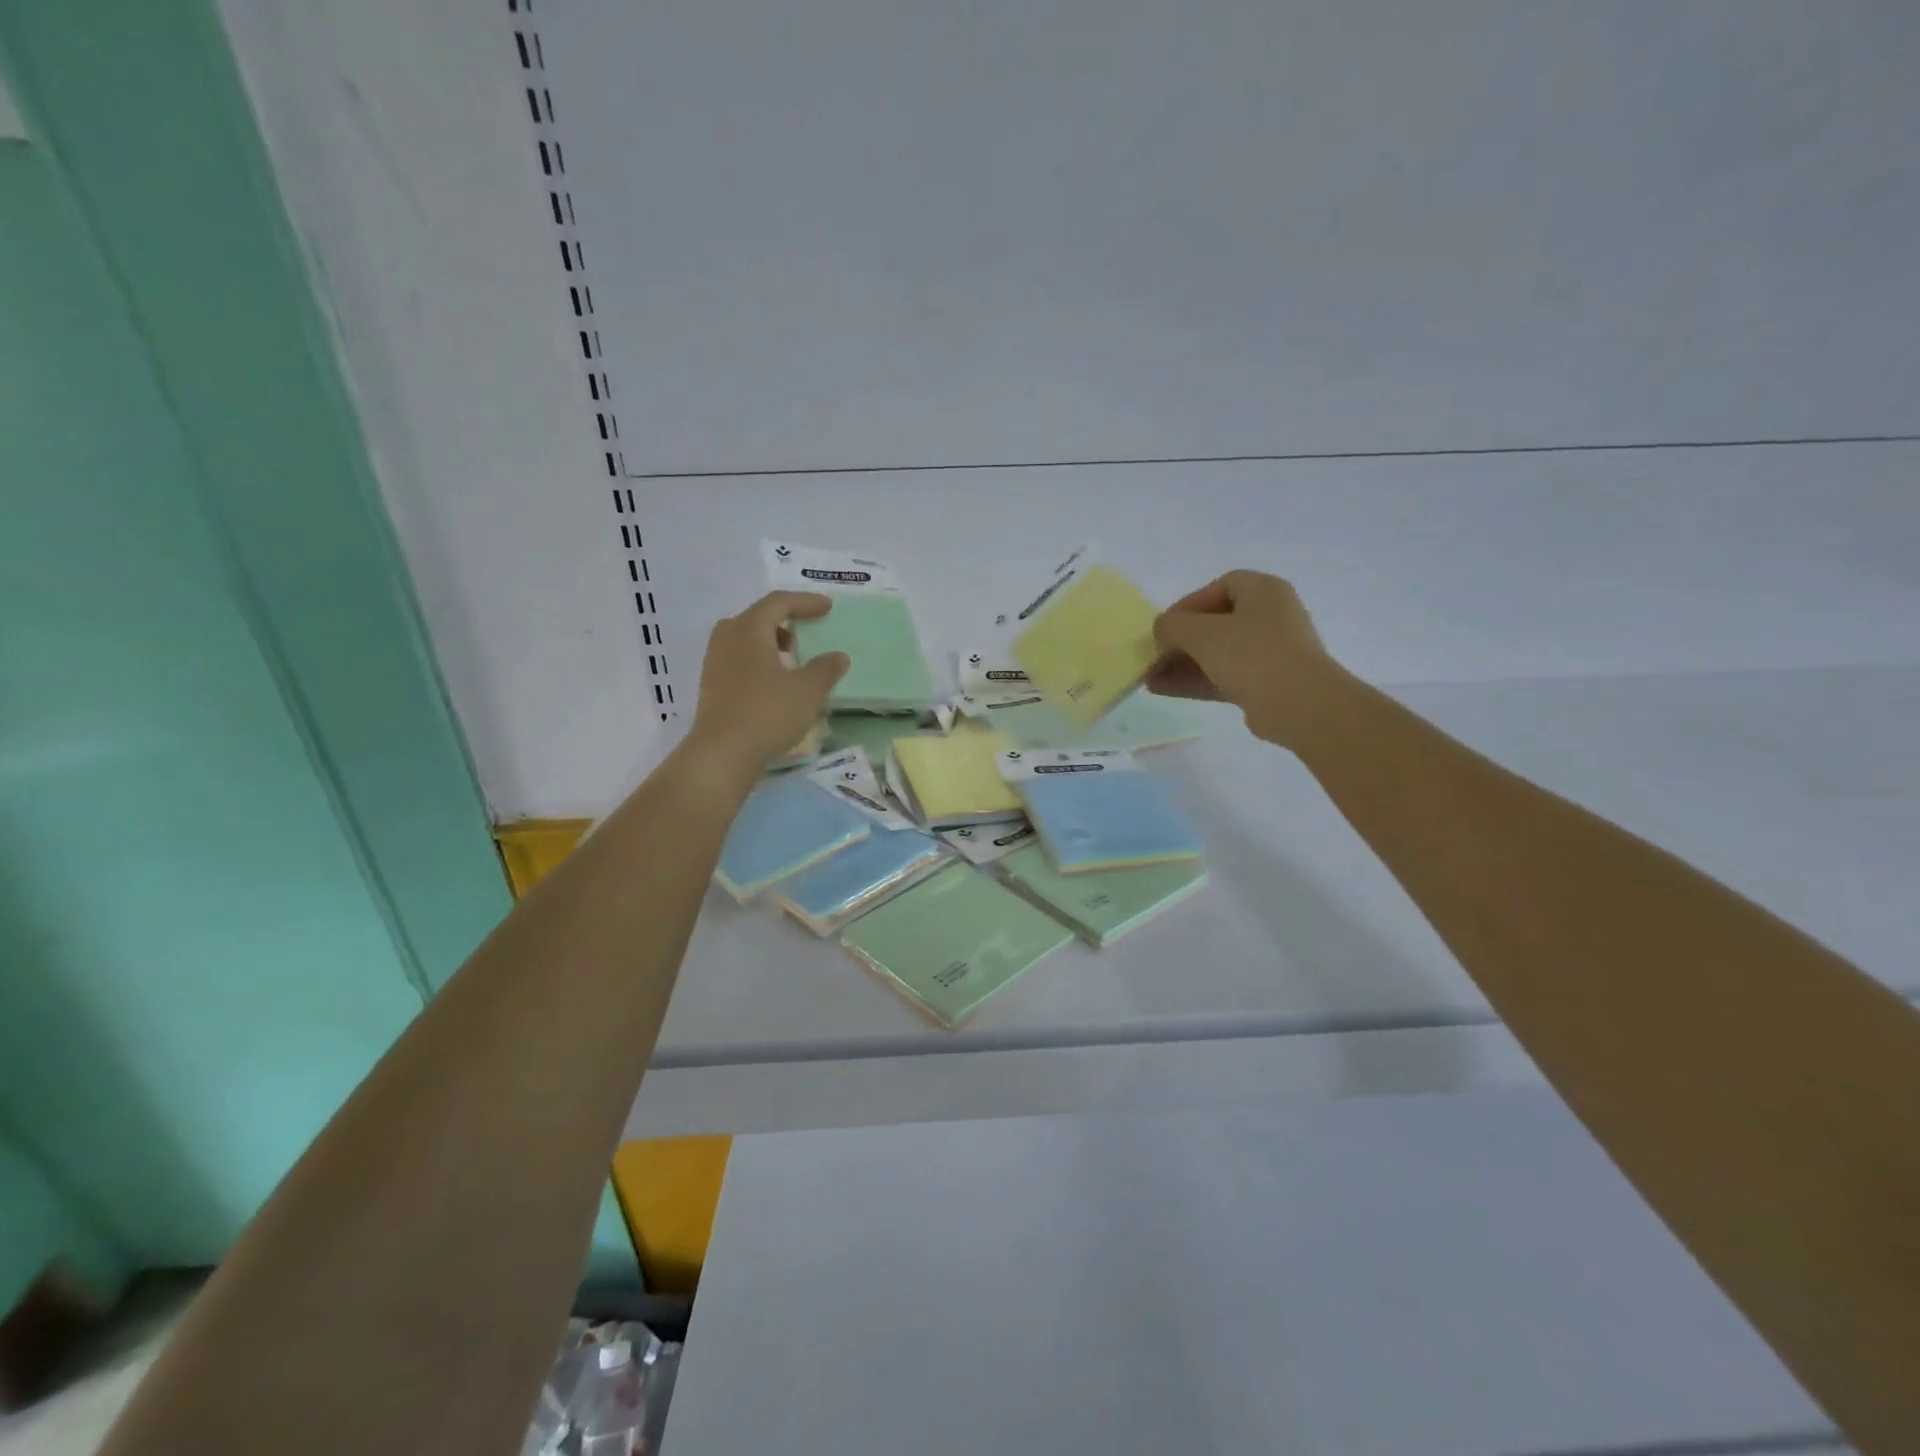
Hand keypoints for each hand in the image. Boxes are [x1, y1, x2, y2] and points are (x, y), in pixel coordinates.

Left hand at [687, 592, 847, 779]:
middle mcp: (727, 639)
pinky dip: (760, 661)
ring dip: (771, 643)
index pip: (779, 603)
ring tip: (793, 659)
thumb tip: (838, 656)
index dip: (805, 602)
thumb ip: (825, 669)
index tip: (827, 607)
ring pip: (746, 640)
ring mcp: (715, 663)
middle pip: (757, 618)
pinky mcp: (712, 686)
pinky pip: (739, 660)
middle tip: (805, 631)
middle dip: (784, 621)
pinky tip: (775, 684)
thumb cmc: (767, 713)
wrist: (722, 754)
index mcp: (749, 629)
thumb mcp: (808, 691)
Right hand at [1147, 570, 1345, 747]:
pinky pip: (1224, 675)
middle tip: (1153, 655)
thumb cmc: (1251, 655)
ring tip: (1149, 677)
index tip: (1164, 626)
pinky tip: (1163, 690)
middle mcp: (1271, 616)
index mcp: (1263, 590)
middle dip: (1180, 640)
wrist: (1299, 705)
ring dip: (1182, 663)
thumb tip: (1162, 629)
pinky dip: (1196, 680)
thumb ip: (1173, 626)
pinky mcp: (1267, 682)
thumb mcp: (1201, 634)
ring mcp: (1271, 651)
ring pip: (1218, 652)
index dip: (1187, 604)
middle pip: (1216, 622)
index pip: (1219, 588)